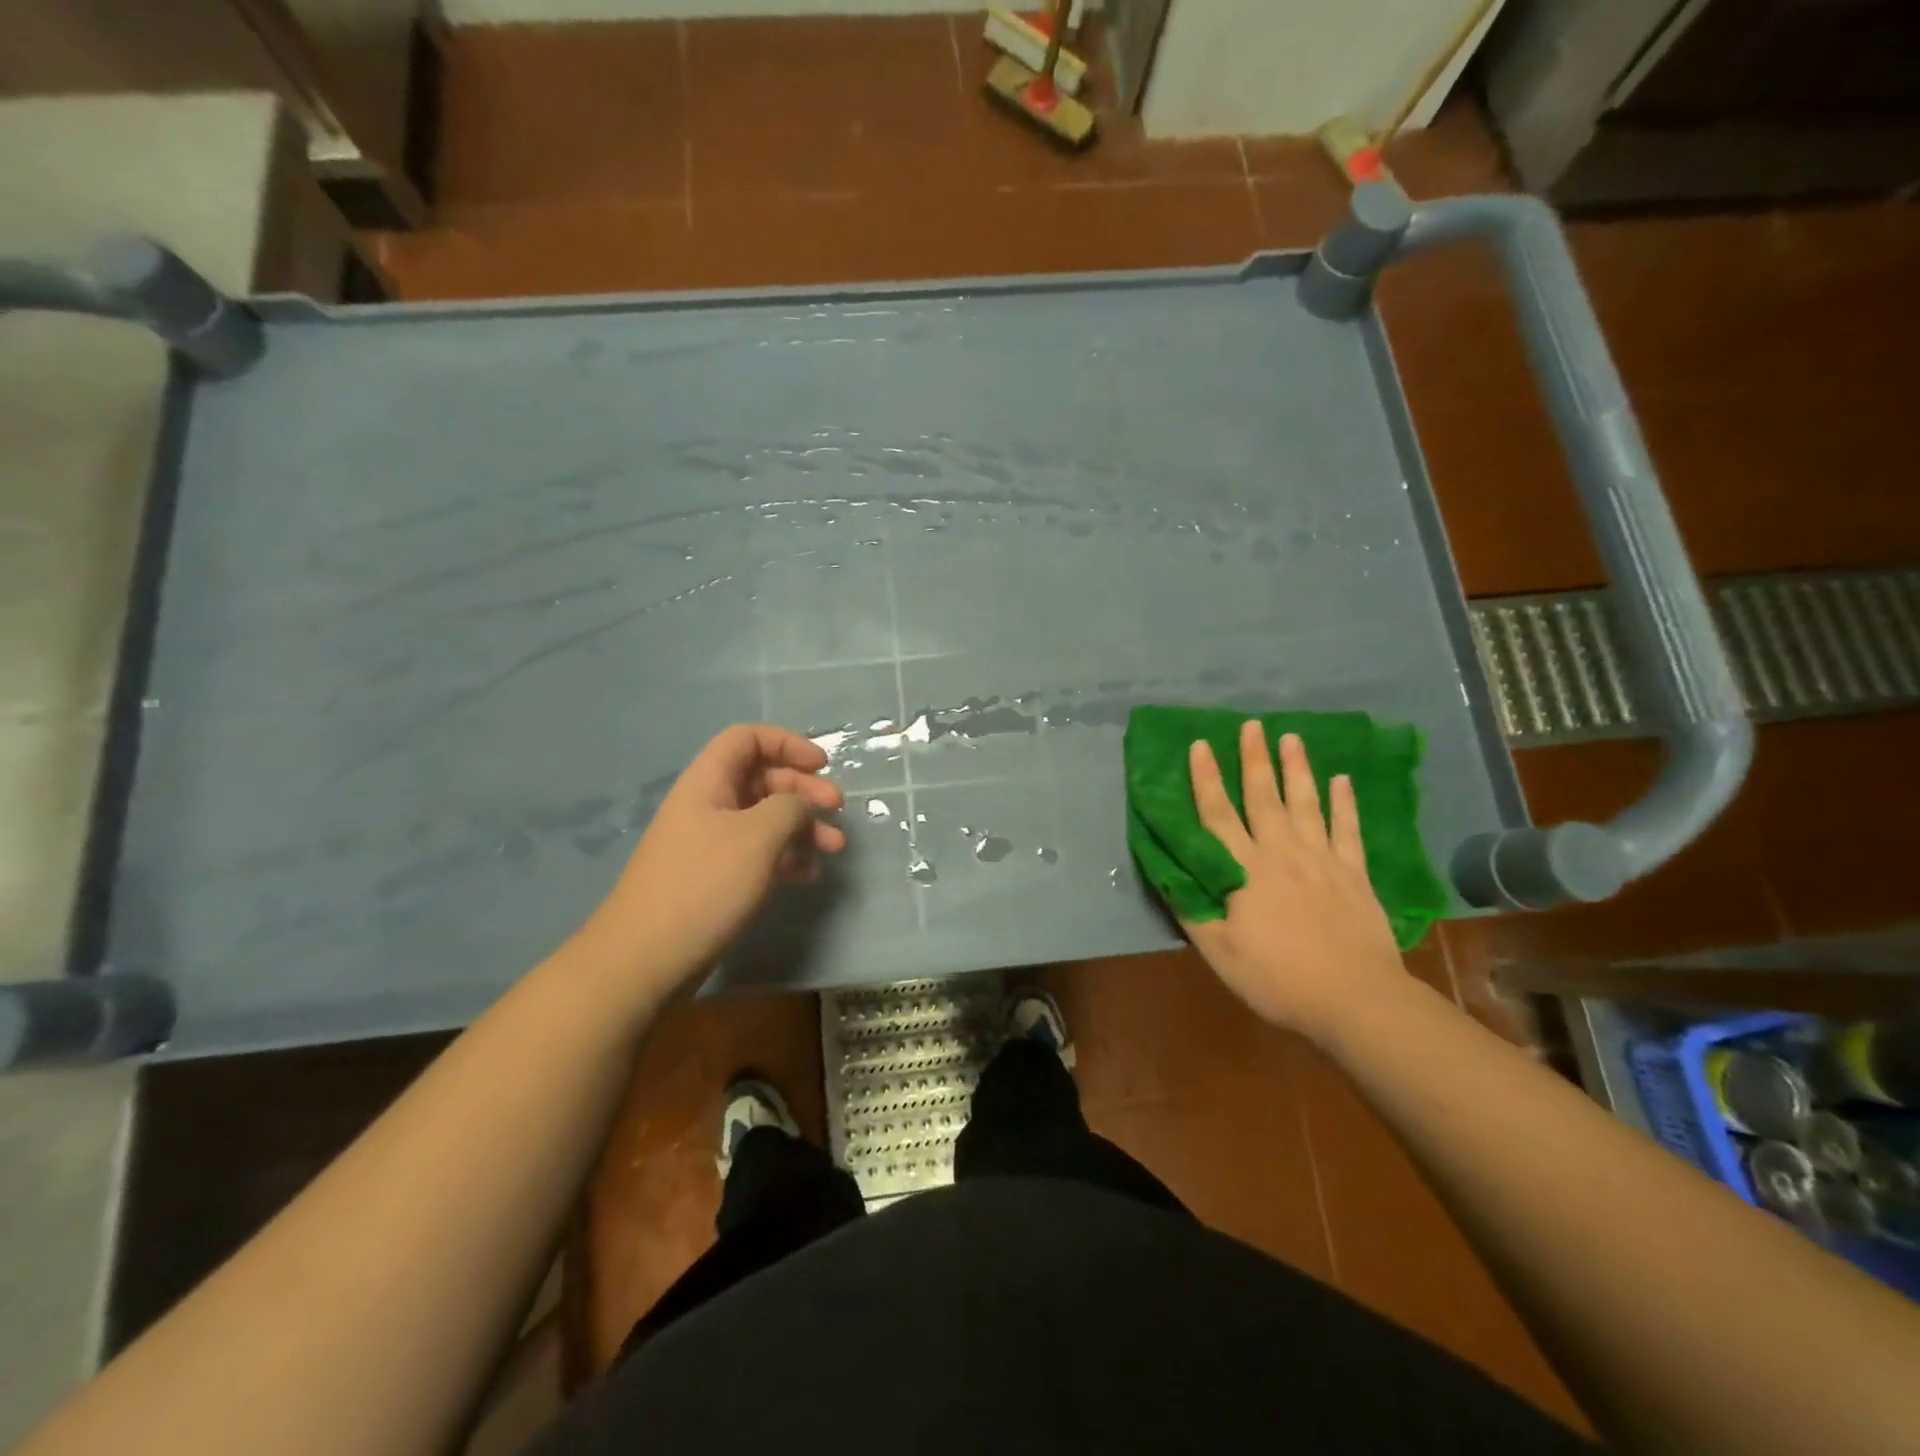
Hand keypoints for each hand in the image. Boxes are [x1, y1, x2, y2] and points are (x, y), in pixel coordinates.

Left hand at [579, 724, 845, 996]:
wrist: (646, 958)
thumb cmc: (704, 885)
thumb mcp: (758, 837)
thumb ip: (790, 808)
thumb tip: (801, 806)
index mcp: (708, 782)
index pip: (748, 739)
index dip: (788, 743)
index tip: (822, 766)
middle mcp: (708, 805)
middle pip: (762, 778)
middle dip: (804, 789)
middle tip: (837, 809)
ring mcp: (710, 843)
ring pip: (764, 818)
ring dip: (802, 826)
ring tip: (834, 848)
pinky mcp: (714, 877)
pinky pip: (758, 852)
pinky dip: (786, 856)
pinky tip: (808, 875)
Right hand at [1182, 721, 1413, 1044]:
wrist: (1354, 999)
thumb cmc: (1277, 978)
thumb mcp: (1218, 952)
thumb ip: (1192, 909)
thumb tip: (1168, 873)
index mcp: (1244, 870)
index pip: (1217, 815)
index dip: (1205, 778)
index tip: (1199, 745)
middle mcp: (1281, 853)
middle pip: (1263, 797)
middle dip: (1254, 759)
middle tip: (1251, 725)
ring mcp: (1322, 859)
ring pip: (1306, 803)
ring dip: (1297, 769)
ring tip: (1291, 737)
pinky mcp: (1354, 873)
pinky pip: (1348, 829)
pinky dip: (1344, 803)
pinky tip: (1342, 780)